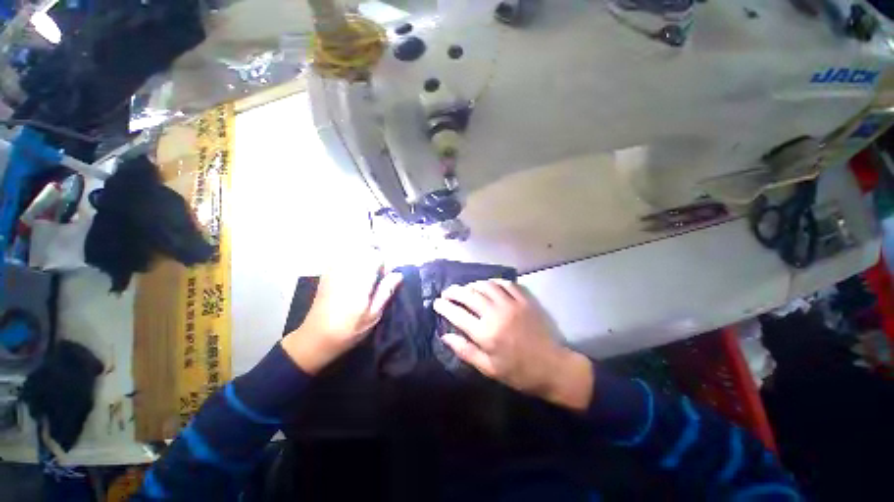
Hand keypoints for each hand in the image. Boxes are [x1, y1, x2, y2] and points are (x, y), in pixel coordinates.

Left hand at [282, 254, 401, 374]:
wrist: (315, 339)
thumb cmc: (348, 330)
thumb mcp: (373, 316)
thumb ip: (385, 292)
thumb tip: (398, 274)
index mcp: (359, 282)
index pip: (376, 257)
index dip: (385, 264)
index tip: (386, 277)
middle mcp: (346, 271)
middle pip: (365, 249)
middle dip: (375, 256)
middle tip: (378, 274)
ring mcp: (333, 271)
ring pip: (352, 250)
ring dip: (363, 255)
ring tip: (367, 272)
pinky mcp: (326, 274)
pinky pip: (341, 256)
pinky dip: (351, 257)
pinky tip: (353, 273)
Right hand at [433, 280, 593, 411]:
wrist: (552, 367)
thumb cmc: (518, 373)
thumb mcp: (488, 369)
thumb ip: (465, 350)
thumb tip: (444, 336)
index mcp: (486, 334)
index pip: (457, 314)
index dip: (444, 307)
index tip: (436, 303)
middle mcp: (496, 314)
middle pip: (469, 295)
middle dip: (454, 291)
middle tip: (447, 292)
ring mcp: (511, 304)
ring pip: (485, 285)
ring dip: (472, 285)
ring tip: (466, 289)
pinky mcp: (524, 300)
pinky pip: (505, 283)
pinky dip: (493, 282)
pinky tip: (488, 285)